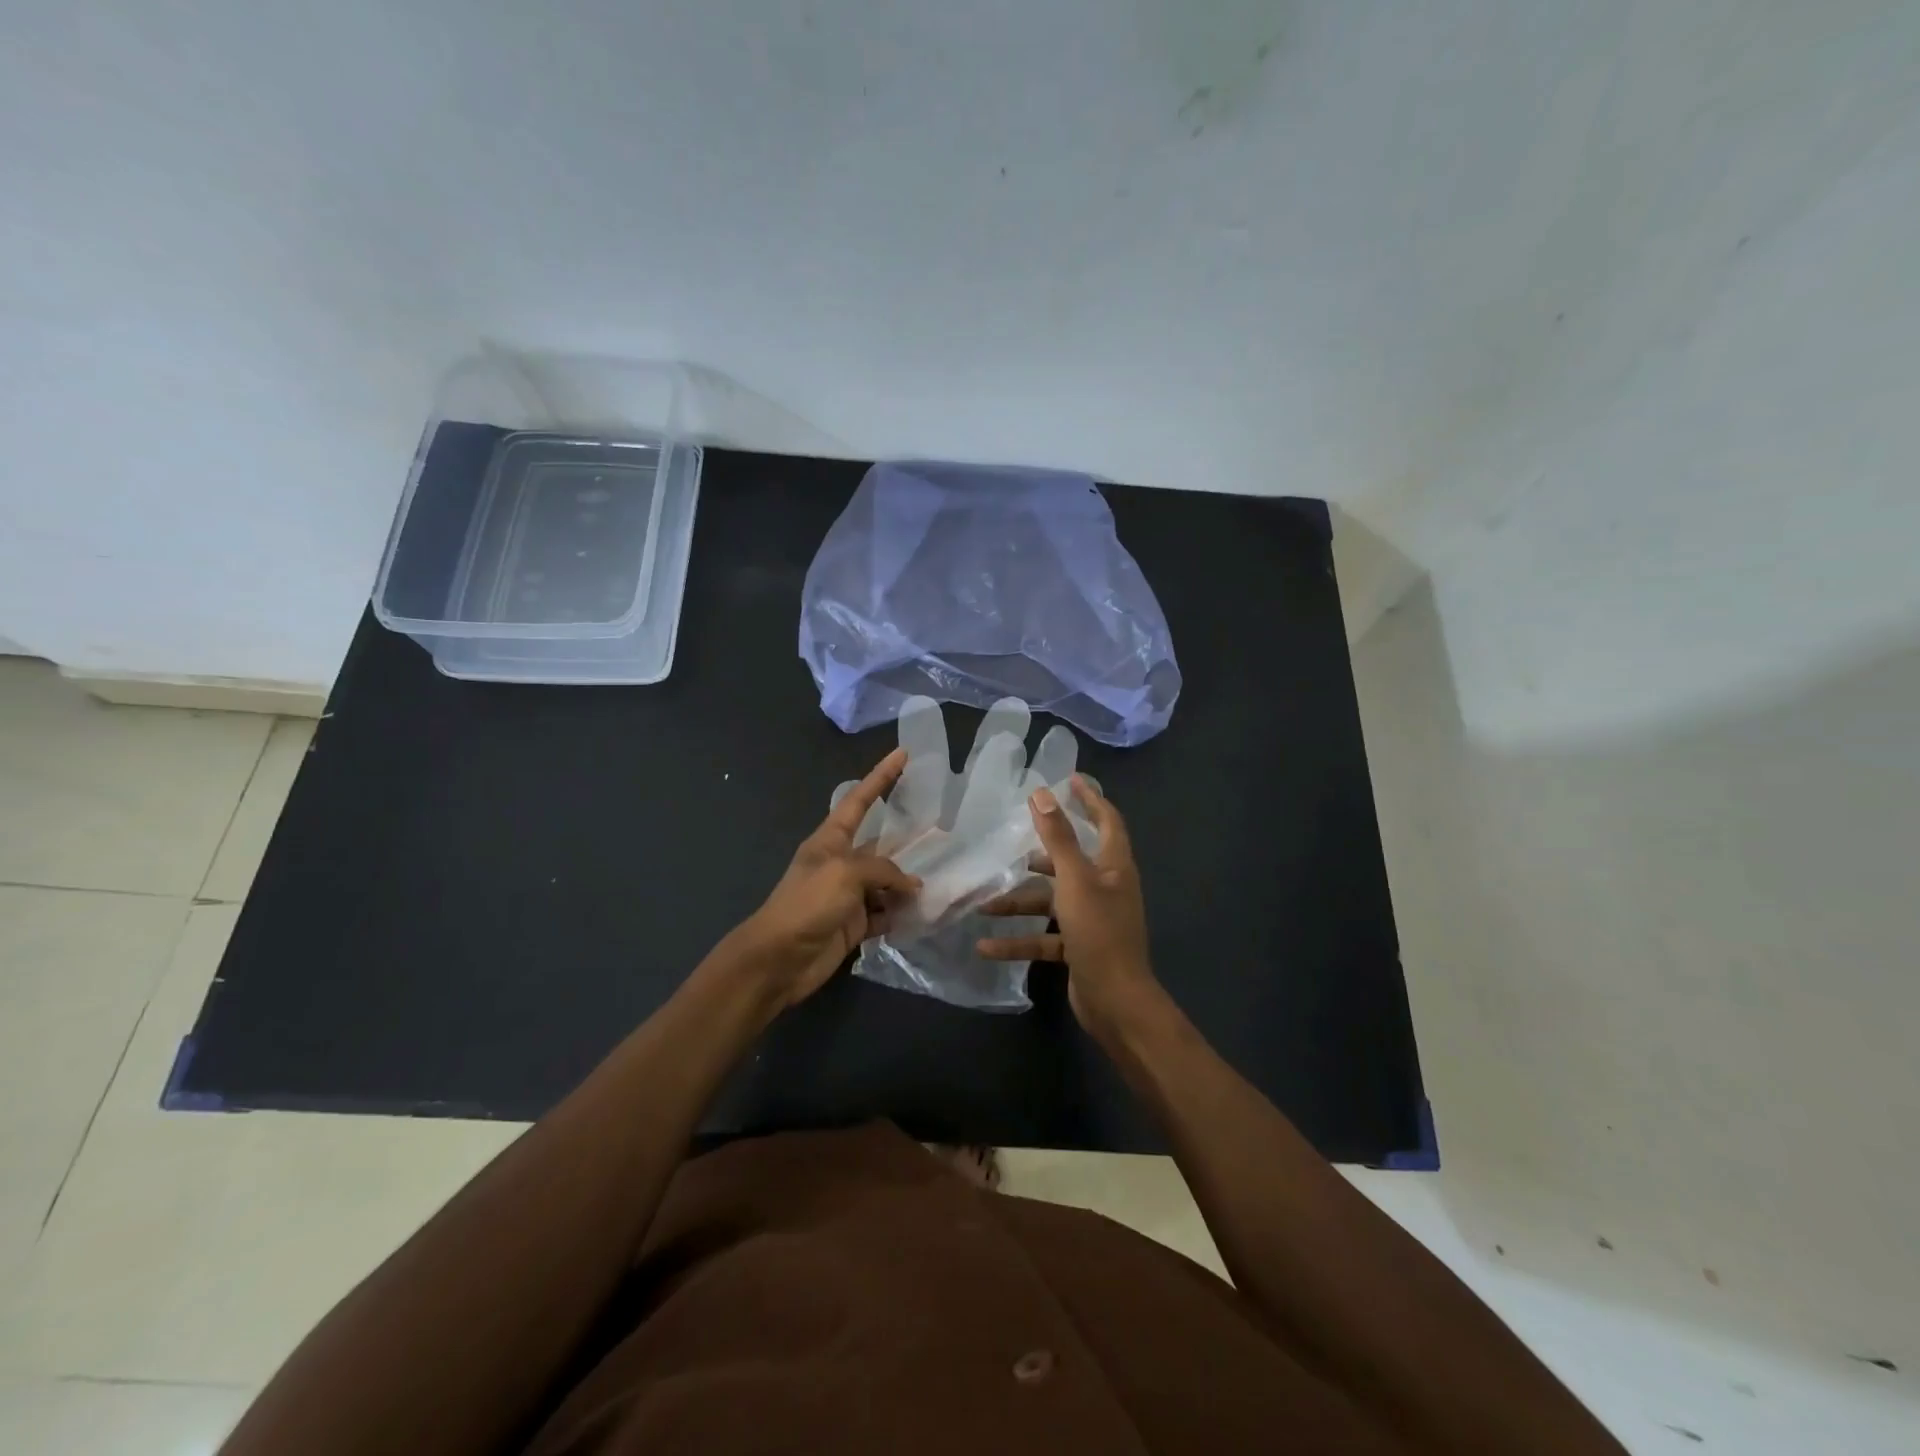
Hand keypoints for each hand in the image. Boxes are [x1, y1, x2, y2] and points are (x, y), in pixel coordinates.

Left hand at [728, 748, 920, 1010]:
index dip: (881, 776)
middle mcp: (841, 863)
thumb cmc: (807, 905)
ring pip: (887, 882)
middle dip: (908, 841)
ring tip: (941, 881)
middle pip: (881, 845)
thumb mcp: (845, 874)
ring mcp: (848, 895)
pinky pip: (885, 912)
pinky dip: (901, 913)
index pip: (860, 800)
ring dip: (908, 884)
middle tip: (944, 832)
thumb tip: (911, 886)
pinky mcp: (854, 924)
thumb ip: (883, 870)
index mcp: (830, 841)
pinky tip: (922, 914)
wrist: (778, 960)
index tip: (903, 755)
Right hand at [975, 776, 1159, 1031]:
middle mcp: (1105, 888)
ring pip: (1050, 901)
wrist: (1116, 1002)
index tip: (1069, 779)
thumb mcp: (1074, 880)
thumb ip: (1058, 838)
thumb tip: (1041, 794)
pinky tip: (986, 946)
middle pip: (1071, 861)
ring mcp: (1092, 920)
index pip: (1107, 821)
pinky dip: (1018, 939)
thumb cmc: (1099, 932)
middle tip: (1010, 842)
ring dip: (1018, 903)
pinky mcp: (1078, 947)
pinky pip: (1044, 937)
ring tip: (982, 903)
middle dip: (1040, 854)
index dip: (1090, 798)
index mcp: (1113, 867)